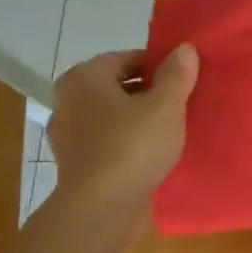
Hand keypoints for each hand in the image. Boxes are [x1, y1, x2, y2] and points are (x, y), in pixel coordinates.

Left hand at [47, 45, 198, 208]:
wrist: (102, 204)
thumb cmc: (133, 145)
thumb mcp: (166, 106)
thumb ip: (176, 75)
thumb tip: (184, 48)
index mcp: (83, 77)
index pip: (125, 59)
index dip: (158, 66)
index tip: (183, 80)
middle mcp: (67, 100)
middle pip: (117, 87)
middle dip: (148, 93)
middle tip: (180, 104)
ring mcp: (67, 134)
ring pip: (111, 116)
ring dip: (137, 119)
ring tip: (169, 131)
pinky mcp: (75, 162)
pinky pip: (107, 141)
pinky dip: (126, 142)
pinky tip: (150, 154)